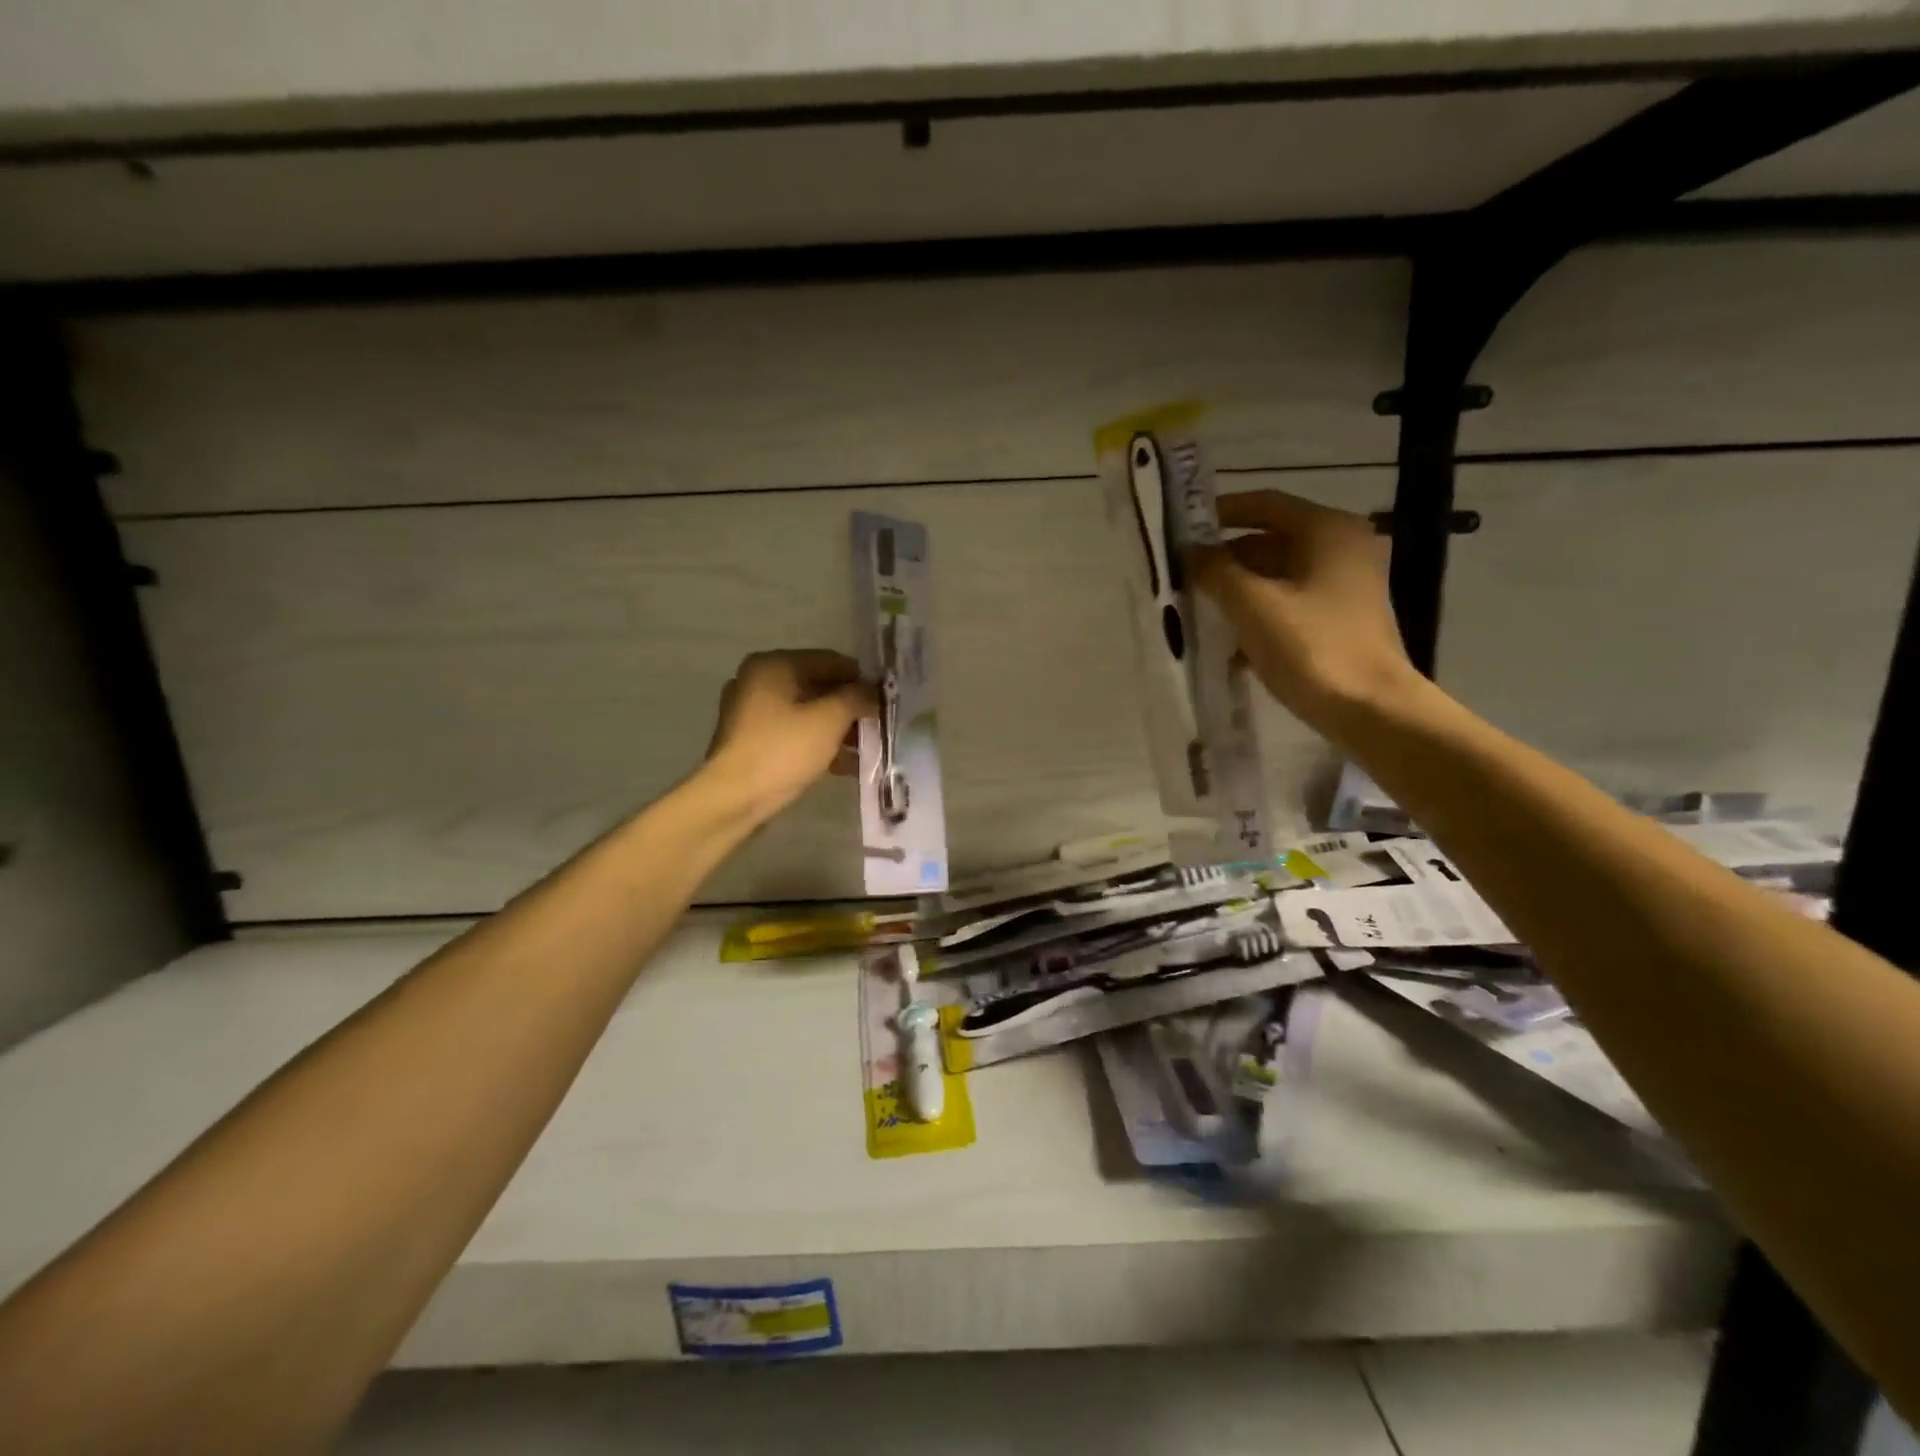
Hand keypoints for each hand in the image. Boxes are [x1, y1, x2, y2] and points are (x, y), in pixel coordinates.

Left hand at [703, 650, 877, 822]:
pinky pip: (795, 734)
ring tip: (869, 748)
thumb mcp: (829, 719)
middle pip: (819, 687)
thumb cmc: (783, 749)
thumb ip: (857, 698)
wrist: (734, 798)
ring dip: (839, 729)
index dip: (862, 679)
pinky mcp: (754, 742)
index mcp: (774, 665)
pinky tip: (847, 764)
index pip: (831, 661)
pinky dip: (820, 744)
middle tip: (880, 725)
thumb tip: (875, 691)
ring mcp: (753, 713)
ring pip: (808, 713)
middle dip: (851, 707)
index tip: (887, 700)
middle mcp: (759, 681)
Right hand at [1188, 491, 1423, 739]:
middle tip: (1185, 578)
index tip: (1183, 531)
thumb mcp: (1252, 605)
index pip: (1265, 504)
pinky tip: (1230, 644)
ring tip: (1199, 610)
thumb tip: (1192, 552)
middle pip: (1271, 540)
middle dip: (1226, 559)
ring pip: (1278, 575)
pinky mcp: (1341, 619)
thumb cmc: (1311, 647)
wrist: (1370, 709)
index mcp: (1327, 530)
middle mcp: (1342, 547)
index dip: (1221, 513)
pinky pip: (1290, 603)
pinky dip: (1259, 614)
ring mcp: (1346, 585)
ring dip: (1238, 590)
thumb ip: (1216, 571)